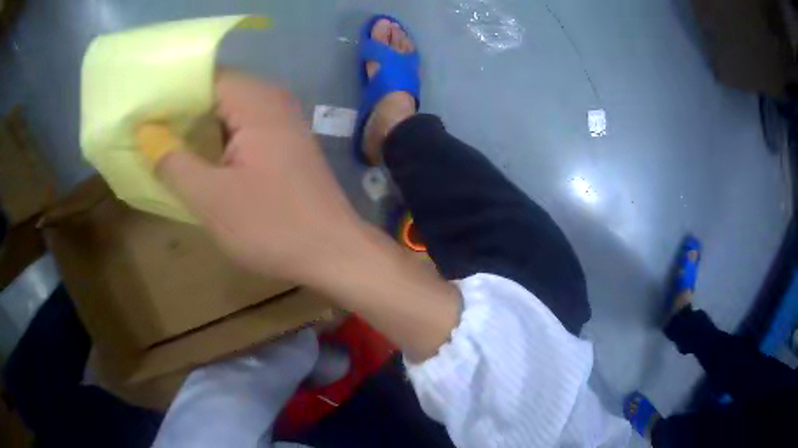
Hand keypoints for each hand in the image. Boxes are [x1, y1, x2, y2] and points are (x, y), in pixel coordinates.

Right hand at [146, 72, 365, 284]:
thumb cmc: (273, 226)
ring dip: (198, 128)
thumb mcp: (211, 198)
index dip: (172, 94)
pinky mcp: (285, 146)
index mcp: (256, 102)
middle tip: (147, 132)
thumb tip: (146, 134)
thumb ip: (173, 163)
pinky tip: (197, 160)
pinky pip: (242, 131)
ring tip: (163, 145)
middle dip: (181, 112)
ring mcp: (282, 124)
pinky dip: (217, 141)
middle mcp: (273, 102)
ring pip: (228, 114)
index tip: (143, 113)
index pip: (205, 79)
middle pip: (217, 94)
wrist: (334, 253)